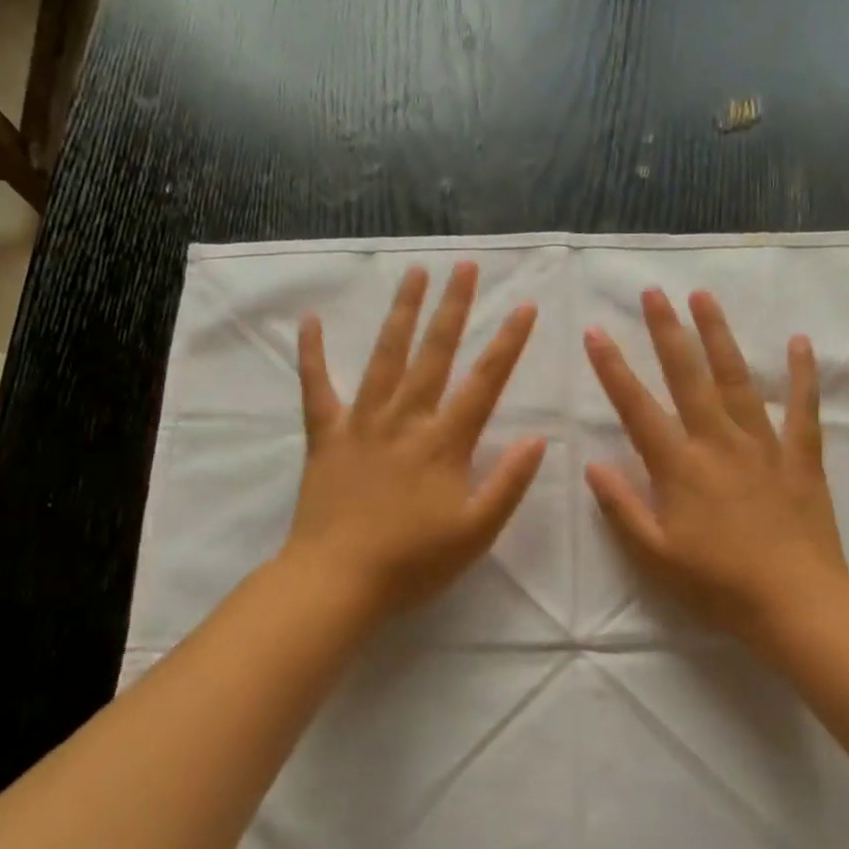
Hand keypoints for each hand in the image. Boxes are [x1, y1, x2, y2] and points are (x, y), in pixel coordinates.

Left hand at [282, 263, 546, 618]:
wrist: (338, 581)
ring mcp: (361, 423)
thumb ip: (509, 484)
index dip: (508, 343)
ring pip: (385, 357)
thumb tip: (538, 439)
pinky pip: (316, 387)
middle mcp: (405, 420)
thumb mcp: (477, 533)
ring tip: (414, 274)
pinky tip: (310, 321)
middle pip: (434, 354)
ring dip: (401, 313)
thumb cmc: (413, 562)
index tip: (524, 306)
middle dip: (454, 308)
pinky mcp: (325, 436)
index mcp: (444, 443)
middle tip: (465, 267)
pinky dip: (311, 354)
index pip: (484, 383)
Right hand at [585, 289, 848, 650]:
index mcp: (679, 467)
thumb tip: (592, 464)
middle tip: (653, 292)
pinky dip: (802, 375)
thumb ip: (622, 508)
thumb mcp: (655, 556)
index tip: (596, 332)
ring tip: (704, 297)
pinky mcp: (801, 458)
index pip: (637, 408)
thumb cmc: (717, 585)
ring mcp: (763, 446)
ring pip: (738, 380)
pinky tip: (799, 342)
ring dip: (719, 336)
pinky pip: (804, 409)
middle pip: (688, 377)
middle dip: (667, 332)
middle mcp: (718, 443)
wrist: (795, 603)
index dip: (613, 369)